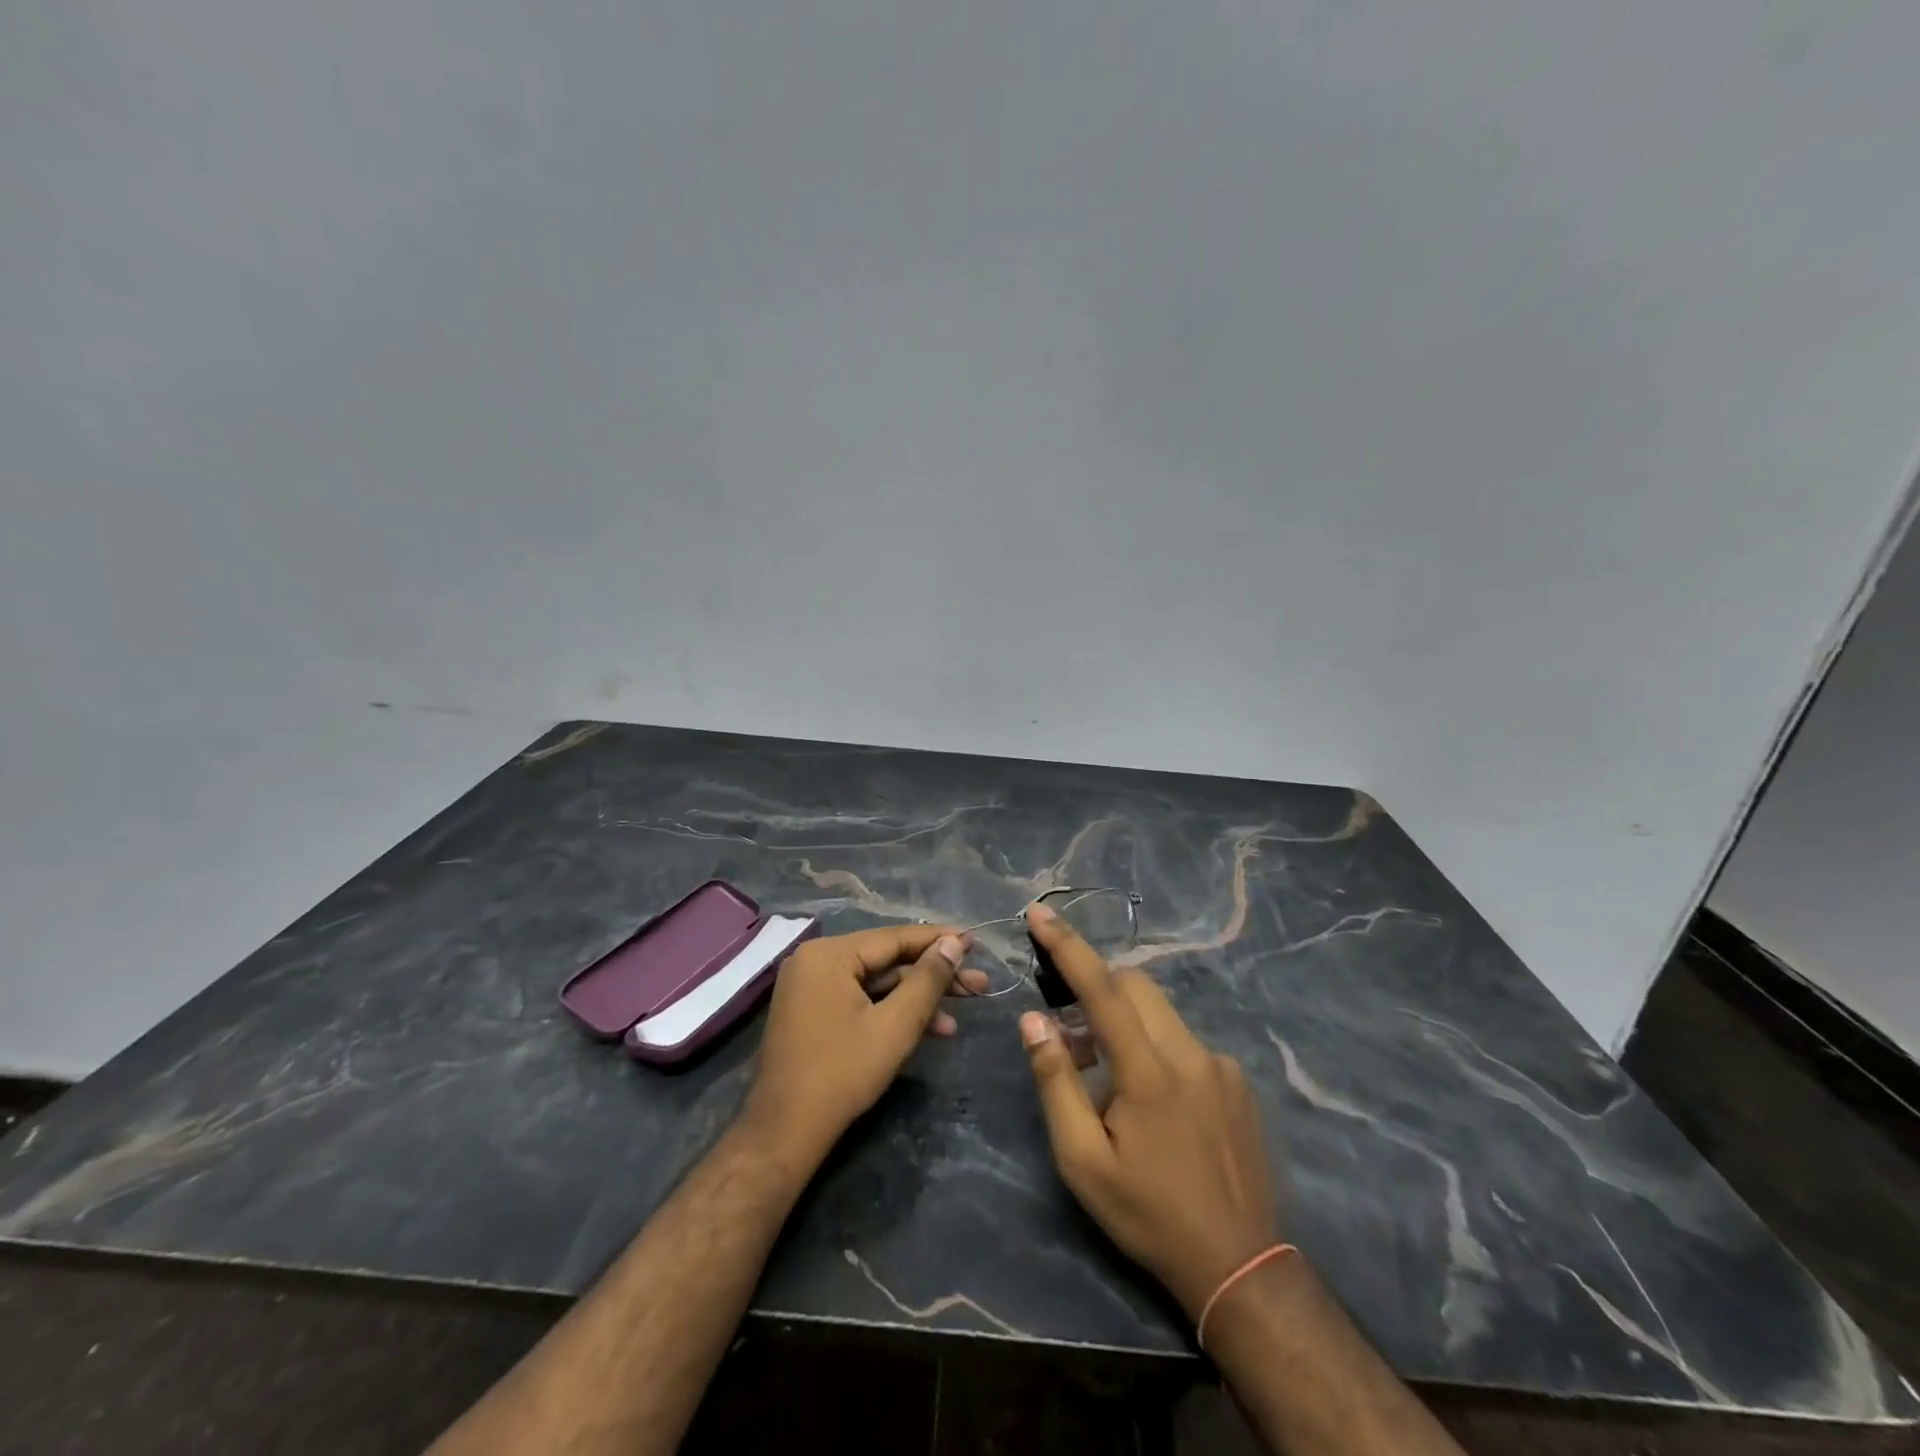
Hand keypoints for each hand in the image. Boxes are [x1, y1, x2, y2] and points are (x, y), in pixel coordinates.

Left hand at [743, 926, 987, 1164]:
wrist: (785, 1133)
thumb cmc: (842, 1073)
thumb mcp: (895, 1025)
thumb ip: (927, 980)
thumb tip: (954, 943)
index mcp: (829, 954)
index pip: (895, 938)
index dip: (939, 941)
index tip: (974, 941)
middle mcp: (816, 960)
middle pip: (887, 960)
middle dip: (934, 976)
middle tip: (979, 983)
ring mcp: (811, 987)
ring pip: (877, 983)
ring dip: (919, 998)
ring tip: (965, 1009)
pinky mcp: (813, 1012)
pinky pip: (861, 999)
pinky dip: (893, 1012)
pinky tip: (931, 1029)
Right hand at [1019, 903, 1282, 1317]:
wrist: (1240, 1264)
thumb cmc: (1148, 1214)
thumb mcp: (1084, 1162)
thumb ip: (1055, 1083)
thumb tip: (1033, 1020)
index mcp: (1148, 1072)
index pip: (1103, 989)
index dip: (1068, 946)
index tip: (1041, 912)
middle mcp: (1189, 1053)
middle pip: (1136, 986)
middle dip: (1098, 988)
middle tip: (1071, 1034)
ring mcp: (1220, 1064)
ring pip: (1161, 1012)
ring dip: (1126, 1023)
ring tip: (1109, 1079)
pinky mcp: (1238, 1080)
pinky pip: (1185, 1042)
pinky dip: (1157, 1048)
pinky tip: (1156, 1104)